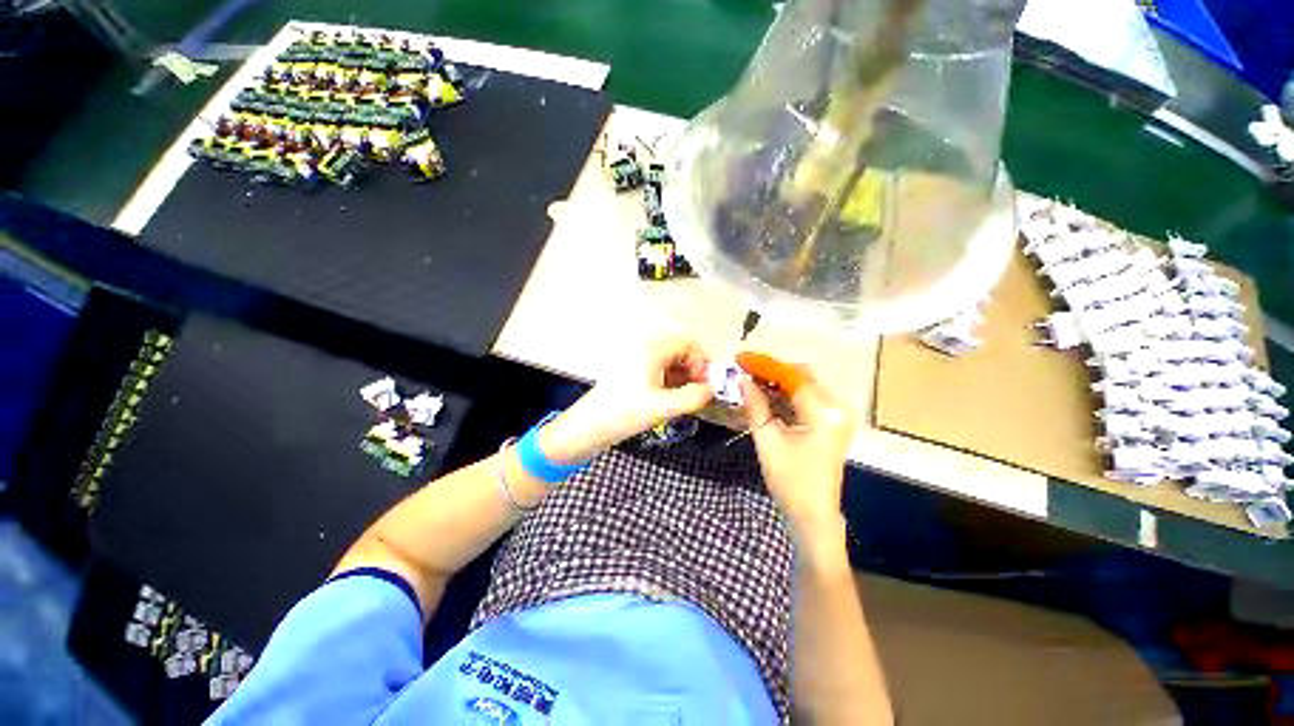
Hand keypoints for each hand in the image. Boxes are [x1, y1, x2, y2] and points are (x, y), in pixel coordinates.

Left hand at [540, 335, 713, 463]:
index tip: (707, 385)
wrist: (590, 426)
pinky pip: (658, 366)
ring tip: (687, 397)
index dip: (702, 362)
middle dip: (694, 369)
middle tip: (699, 392)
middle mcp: (644, 346)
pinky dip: (670, 378)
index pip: (688, 343)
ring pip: (670, 359)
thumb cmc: (626, 413)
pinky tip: (672, 396)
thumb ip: (695, 397)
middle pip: (680, 349)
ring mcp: (636, 356)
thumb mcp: (665, 407)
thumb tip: (712, 390)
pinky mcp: (631, 368)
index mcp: (652, 348)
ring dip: (683, 374)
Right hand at [740, 374, 854, 549]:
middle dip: (772, 370)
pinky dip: (785, 395)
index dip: (765, 365)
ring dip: (777, 382)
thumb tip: (742, 380)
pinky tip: (765, 395)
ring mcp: (835, 416)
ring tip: (750, 380)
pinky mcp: (830, 423)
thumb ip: (755, 405)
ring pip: (803, 386)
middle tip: (745, 370)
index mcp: (823, 412)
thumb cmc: (790, 481)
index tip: (742, 359)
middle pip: (802, 376)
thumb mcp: (767, 440)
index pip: (793, 376)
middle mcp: (836, 408)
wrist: (813, 515)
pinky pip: (806, 400)